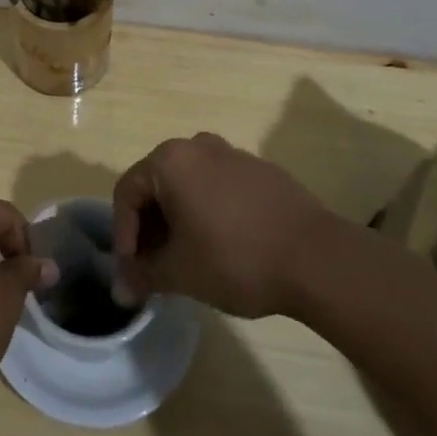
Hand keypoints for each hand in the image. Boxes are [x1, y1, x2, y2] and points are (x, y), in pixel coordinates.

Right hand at [112, 133, 332, 317]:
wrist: (317, 258)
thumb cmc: (235, 258)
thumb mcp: (180, 273)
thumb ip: (143, 276)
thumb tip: (120, 289)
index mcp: (169, 161)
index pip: (126, 193)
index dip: (123, 235)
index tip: (133, 271)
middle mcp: (196, 146)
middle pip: (156, 185)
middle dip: (150, 228)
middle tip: (155, 267)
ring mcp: (232, 154)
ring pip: (188, 186)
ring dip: (178, 220)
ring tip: (187, 260)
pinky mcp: (260, 171)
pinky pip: (218, 187)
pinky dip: (208, 212)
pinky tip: (222, 247)